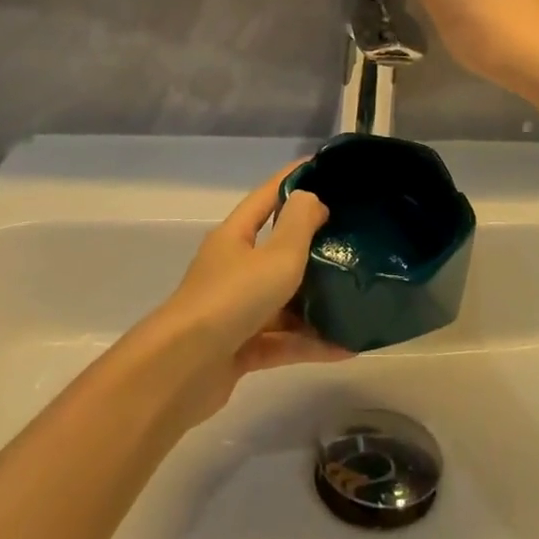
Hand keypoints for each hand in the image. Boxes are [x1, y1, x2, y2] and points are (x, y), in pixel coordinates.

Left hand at [136, 168, 347, 424]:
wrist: (180, 371)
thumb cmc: (231, 300)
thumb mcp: (276, 256)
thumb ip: (299, 224)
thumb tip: (311, 198)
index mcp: (235, 236)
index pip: (267, 195)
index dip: (294, 178)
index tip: (325, 167)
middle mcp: (233, 268)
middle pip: (276, 249)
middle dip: (313, 244)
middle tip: (354, 238)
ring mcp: (234, 310)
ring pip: (282, 299)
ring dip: (316, 302)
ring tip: (357, 299)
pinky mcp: (239, 349)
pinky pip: (282, 340)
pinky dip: (309, 342)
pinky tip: (345, 348)